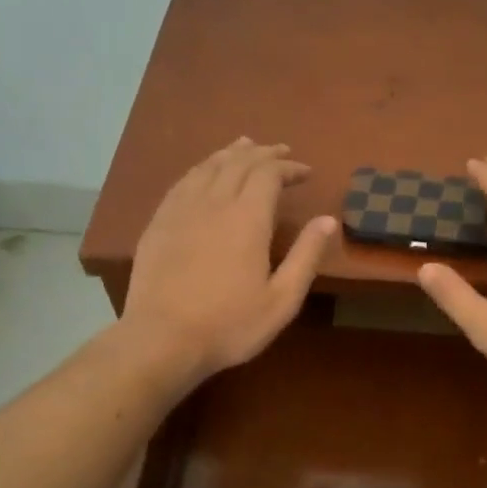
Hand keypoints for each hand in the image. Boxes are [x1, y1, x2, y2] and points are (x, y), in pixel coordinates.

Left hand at [121, 138, 338, 383]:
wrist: (162, 340)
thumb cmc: (230, 325)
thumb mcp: (282, 299)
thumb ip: (306, 256)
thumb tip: (328, 220)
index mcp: (247, 218)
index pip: (269, 174)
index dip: (288, 167)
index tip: (305, 172)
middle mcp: (213, 203)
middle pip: (239, 162)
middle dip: (264, 154)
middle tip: (281, 152)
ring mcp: (181, 210)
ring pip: (208, 167)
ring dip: (231, 153)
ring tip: (245, 147)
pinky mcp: (158, 223)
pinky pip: (183, 182)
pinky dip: (201, 169)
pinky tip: (205, 173)